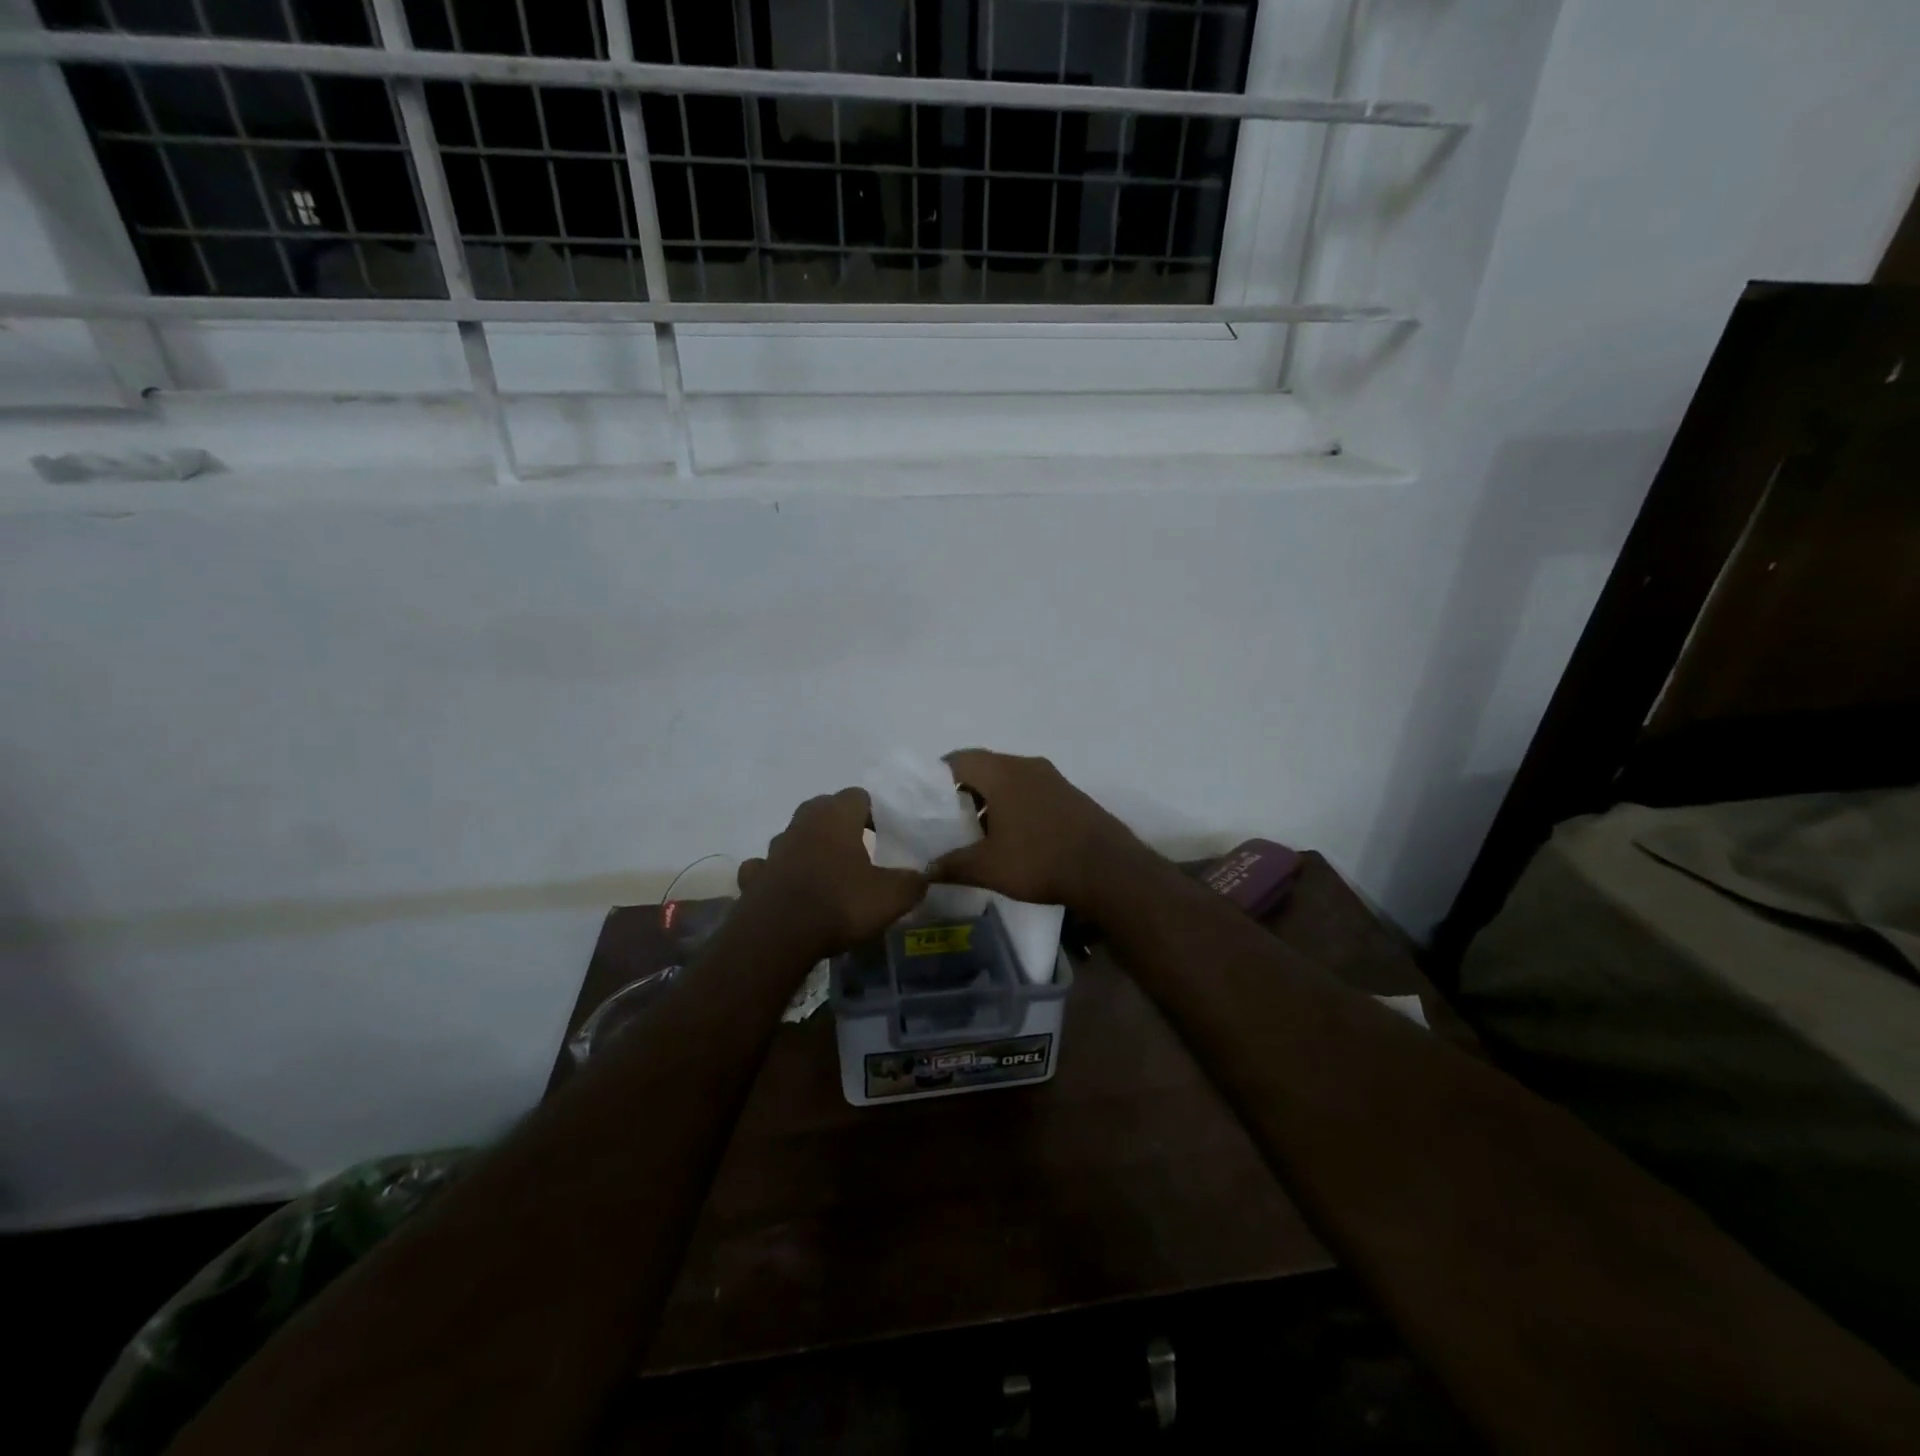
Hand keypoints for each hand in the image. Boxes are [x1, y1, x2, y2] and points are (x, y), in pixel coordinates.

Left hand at [737, 788, 927, 957]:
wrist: (778, 937)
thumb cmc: (840, 904)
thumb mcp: (891, 897)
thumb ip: (912, 883)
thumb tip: (922, 877)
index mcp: (836, 816)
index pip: (859, 796)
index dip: (874, 812)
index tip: (885, 834)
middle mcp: (802, 823)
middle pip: (823, 810)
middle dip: (840, 825)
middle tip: (859, 849)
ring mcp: (773, 850)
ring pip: (795, 837)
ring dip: (809, 848)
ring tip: (827, 873)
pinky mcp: (753, 877)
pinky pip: (767, 868)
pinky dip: (779, 875)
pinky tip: (790, 891)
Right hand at [931, 750, 1153, 914]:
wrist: (1108, 870)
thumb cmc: (1040, 860)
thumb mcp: (988, 867)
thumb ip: (952, 865)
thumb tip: (925, 870)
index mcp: (1002, 773)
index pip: (959, 759)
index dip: (938, 777)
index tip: (926, 800)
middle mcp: (1027, 765)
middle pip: (985, 767)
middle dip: (964, 790)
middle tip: (948, 818)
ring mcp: (1053, 778)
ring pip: (1010, 779)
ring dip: (992, 799)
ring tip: (978, 831)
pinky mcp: (1070, 794)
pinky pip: (1031, 790)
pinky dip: (1015, 805)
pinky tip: (1013, 835)